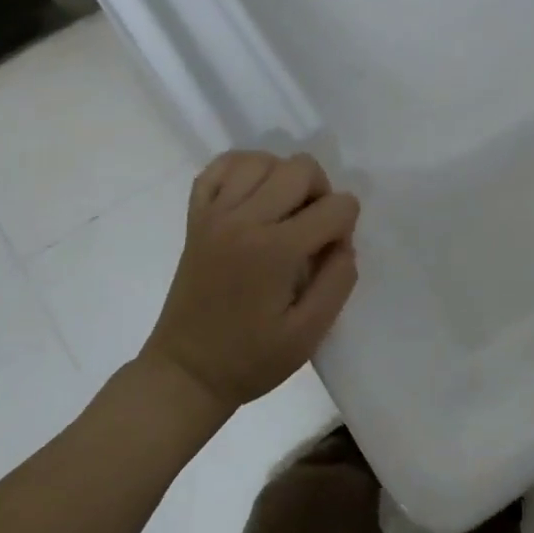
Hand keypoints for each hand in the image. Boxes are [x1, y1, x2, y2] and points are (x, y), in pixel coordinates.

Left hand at [141, 151, 360, 414]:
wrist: (187, 373)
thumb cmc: (251, 359)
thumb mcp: (309, 334)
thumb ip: (338, 282)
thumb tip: (343, 243)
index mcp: (275, 250)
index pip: (336, 206)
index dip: (346, 227)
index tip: (331, 255)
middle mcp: (243, 220)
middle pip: (300, 168)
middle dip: (321, 193)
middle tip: (313, 231)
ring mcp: (214, 214)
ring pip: (261, 159)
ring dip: (283, 178)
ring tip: (284, 213)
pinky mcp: (195, 217)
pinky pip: (219, 168)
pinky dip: (242, 171)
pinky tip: (253, 197)